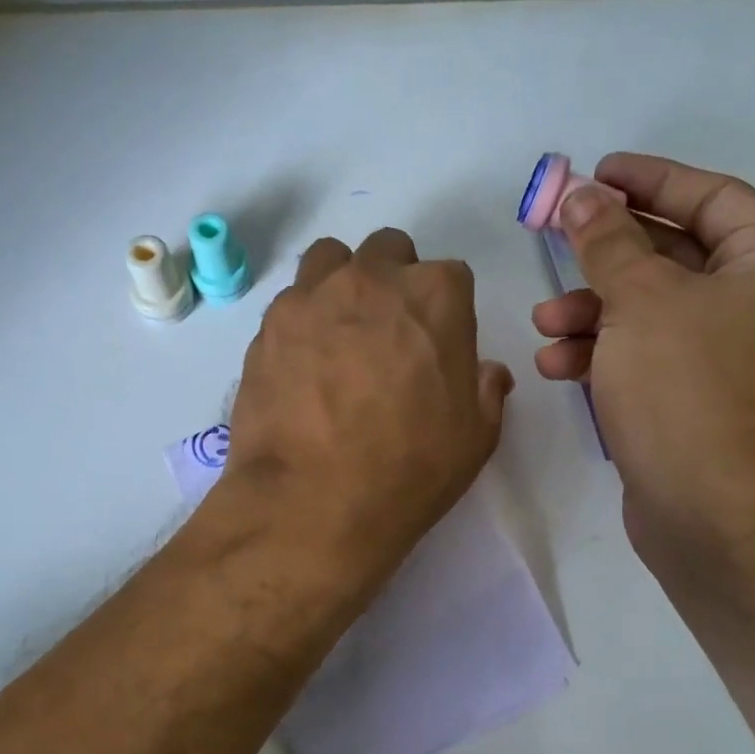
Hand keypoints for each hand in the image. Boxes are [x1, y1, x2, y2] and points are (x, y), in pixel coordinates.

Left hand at [223, 228, 512, 576]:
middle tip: (387, 336)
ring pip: (330, 260)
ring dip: (341, 283)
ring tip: (338, 334)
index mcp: (436, 296)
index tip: (434, 348)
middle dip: (393, 281)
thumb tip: (485, 371)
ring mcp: (312, 297)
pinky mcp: (268, 326)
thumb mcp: (475, 438)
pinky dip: (301, 320)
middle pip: (388, 252)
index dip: (444, 313)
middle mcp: (372, 279)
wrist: (313, 501)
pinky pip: (290, 302)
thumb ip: (486, 390)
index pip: (450, 277)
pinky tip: (301, 364)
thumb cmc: (408, 471)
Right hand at [532, 154, 754, 559]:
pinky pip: (645, 359)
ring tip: (545, 323)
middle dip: (608, 256)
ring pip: (650, 314)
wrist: (710, 512)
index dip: (652, 181)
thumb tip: (581, 194)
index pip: (712, 199)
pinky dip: (603, 355)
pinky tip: (557, 366)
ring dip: (593, 312)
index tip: (597, 174)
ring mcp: (727, 361)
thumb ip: (606, 241)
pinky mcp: (694, 405)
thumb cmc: (686, 388)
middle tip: (557, 240)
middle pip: (674, 258)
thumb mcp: (639, 301)